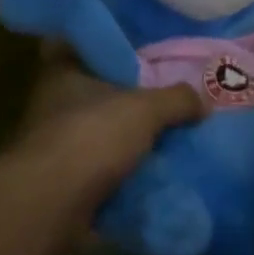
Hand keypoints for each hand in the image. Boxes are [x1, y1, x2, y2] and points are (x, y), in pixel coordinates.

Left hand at [9, 46, 205, 239]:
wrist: (49, 206)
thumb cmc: (91, 137)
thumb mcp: (144, 109)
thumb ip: (176, 99)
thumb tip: (203, 101)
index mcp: (65, 72)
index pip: (87, 48)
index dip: (117, 51)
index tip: (147, 55)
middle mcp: (55, 105)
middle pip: (100, 96)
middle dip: (131, 103)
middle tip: (172, 103)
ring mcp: (57, 148)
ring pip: (102, 138)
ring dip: (129, 146)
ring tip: (173, 144)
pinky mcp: (63, 185)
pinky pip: (103, 176)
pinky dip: (125, 180)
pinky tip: (157, 180)